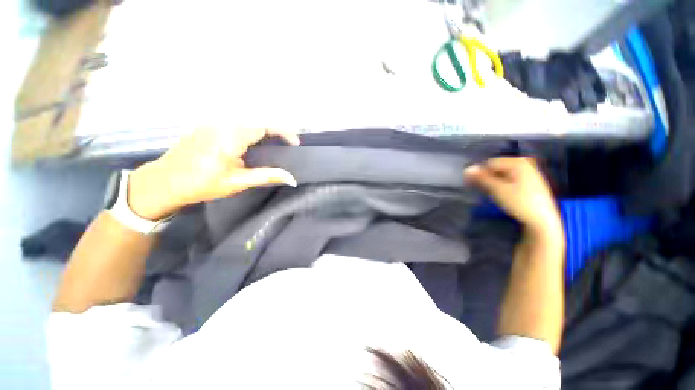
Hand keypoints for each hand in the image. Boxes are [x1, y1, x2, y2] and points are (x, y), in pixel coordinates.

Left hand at [128, 128, 299, 219]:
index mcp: (231, 136)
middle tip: (285, 147)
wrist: (163, 182)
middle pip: (257, 123)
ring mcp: (212, 124)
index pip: (264, 126)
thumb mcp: (237, 182)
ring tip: (271, 148)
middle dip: (275, 133)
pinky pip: (234, 125)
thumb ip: (267, 176)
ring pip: (245, 123)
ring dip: (262, 133)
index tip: (295, 143)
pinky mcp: (206, 127)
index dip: (284, 132)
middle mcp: (222, 124)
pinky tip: (249, 147)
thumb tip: (292, 178)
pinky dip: (249, 133)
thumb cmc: (201, 184)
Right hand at [465, 158, 562, 234]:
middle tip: (482, 189)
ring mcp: (529, 173)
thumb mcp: (497, 189)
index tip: (472, 184)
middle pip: (497, 168)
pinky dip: (503, 185)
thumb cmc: (519, 202)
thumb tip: (466, 169)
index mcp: (518, 162)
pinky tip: (502, 194)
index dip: (480, 173)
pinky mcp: (531, 183)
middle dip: (487, 177)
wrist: (542, 221)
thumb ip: (481, 178)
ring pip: (503, 174)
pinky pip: (511, 179)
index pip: (490, 163)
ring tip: (492, 193)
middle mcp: (525, 164)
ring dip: (494, 182)